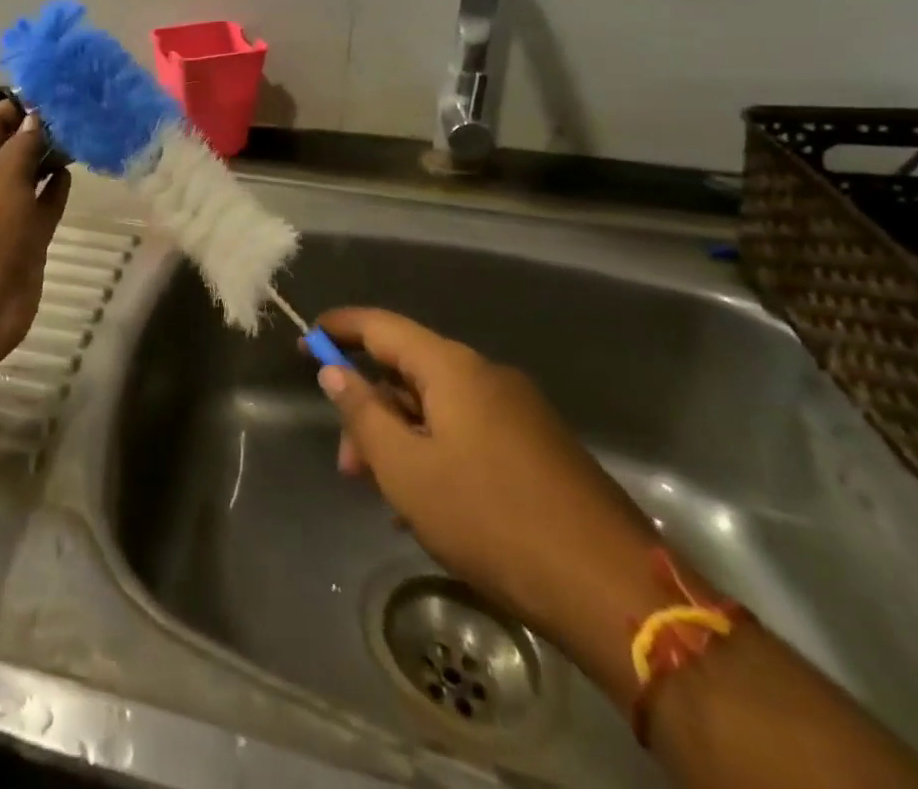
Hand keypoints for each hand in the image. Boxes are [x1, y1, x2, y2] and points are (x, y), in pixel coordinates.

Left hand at [0, 101, 71, 366]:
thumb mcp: (4, 173)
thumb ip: (26, 142)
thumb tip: (38, 117)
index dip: (24, 105)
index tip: (60, 91)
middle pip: (14, 145)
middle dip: (43, 130)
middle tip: (82, 111)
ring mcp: (3, 210)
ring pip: (30, 175)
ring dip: (51, 158)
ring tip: (84, 135)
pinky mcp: (23, 237)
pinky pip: (41, 204)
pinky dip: (54, 189)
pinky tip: (72, 173)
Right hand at [316, 307, 665, 704]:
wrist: (613, 591)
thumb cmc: (491, 519)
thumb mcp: (407, 470)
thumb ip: (363, 413)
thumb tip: (334, 370)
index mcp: (453, 368)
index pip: (381, 326)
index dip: (338, 329)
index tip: (304, 341)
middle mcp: (487, 375)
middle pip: (409, 372)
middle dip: (371, 410)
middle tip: (349, 463)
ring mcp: (520, 411)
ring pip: (439, 407)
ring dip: (403, 440)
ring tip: (388, 498)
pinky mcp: (541, 447)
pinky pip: (470, 432)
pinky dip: (438, 453)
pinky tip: (432, 507)